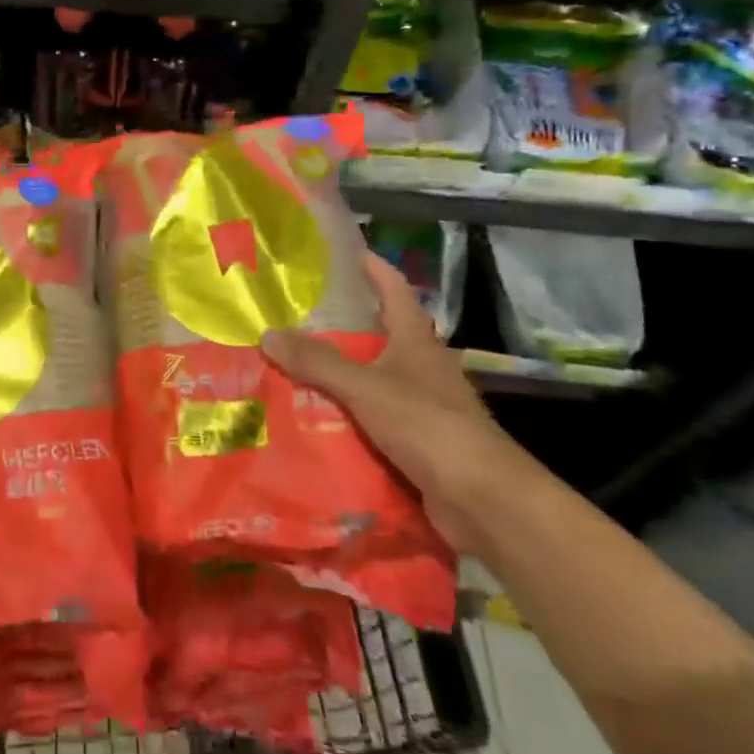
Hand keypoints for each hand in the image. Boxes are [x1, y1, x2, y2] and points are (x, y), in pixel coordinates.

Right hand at [263, 251, 529, 553]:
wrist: (485, 501)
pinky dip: (347, 412)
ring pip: (373, 376)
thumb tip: (268, 333)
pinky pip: (373, 416)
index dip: (372, 267)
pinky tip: (314, 416)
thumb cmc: (430, 427)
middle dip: (342, 322)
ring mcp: (422, 404)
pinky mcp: (418, 440)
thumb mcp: (366, 388)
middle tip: (295, 312)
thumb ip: (318, 362)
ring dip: (340, 371)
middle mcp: (421, 366)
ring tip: (292, 362)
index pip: (394, 289)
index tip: (343, 251)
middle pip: (380, 332)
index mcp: (416, 341)